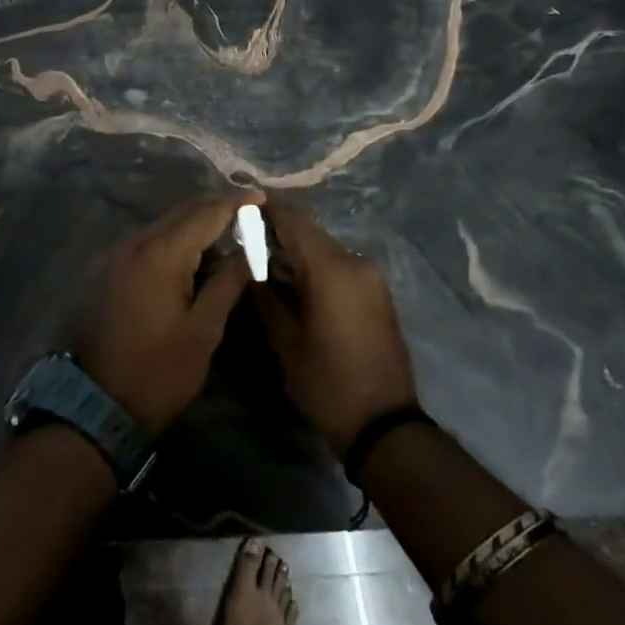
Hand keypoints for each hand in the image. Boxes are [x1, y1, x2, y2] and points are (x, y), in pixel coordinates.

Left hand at [77, 190, 261, 436]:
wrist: (102, 403)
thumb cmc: (160, 371)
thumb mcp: (203, 330)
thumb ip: (226, 284)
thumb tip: (246, 253)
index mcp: (160, 255)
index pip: (204, 214)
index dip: (234, 203)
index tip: (262, 197)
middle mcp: (136, 244)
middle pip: (183, 212)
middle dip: (217, 206)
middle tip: (250, 210)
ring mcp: (121, 255)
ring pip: (166, 224)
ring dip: (198, 221)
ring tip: (232, 228)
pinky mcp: (115, 269)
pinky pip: (153, 240)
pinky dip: (179, 238)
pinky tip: (200, 251)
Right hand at [256, 203, 417, 458]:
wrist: (384, 424)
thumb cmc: (327, 382)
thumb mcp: (285, 341)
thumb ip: (264, 296)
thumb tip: (247, 268)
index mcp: (331, 268)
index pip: (294, 221)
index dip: (266, 207)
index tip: (240, 200)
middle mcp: (355, 262)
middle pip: (310, 233)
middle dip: (278, 231)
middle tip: (244, 235)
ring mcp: (370, 277)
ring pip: (324, 249)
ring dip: (297, 251)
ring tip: (263, 259)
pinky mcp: (377, 292)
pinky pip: (339, 266)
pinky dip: (315, 266)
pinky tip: (294, 281)